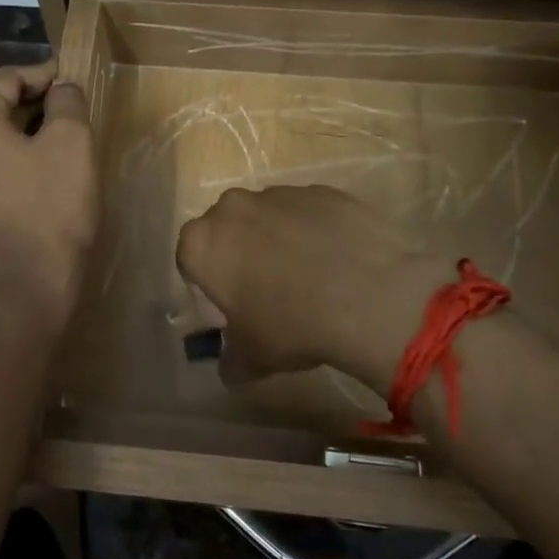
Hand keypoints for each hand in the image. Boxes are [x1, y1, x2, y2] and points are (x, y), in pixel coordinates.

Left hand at [0, 60, 97, 331]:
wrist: (25, 291)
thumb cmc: (51, 210)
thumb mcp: (72, 143)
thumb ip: (67, 100)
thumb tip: (62, 86)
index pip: (7, 78)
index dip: (44, 74)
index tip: (74, 80)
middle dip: (34, 105)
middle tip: (72, 111)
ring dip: (22, 134)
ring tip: (60, 142)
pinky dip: (9, 162)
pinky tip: (39, 174)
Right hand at [175, 185, 452, 393]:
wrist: (369, 294)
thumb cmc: (292, 324)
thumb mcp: (252, 358)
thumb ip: (230, 361)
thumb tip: (230, 368)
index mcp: (202, 242)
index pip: (189, 263)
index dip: (208, 292)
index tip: (234, 316)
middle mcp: (232, 206)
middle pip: (227, 234)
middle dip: (241, 260)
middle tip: (269, 298)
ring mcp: (280, 193)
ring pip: (268, 220)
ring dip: (278, 245)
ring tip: (311, 281)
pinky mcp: (322, 191)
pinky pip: (307, 214)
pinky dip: (315, 234)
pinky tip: (338, 264)